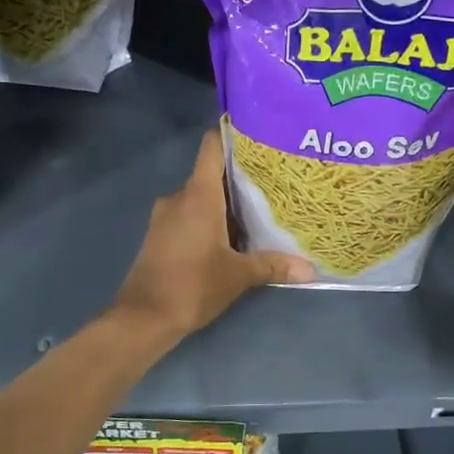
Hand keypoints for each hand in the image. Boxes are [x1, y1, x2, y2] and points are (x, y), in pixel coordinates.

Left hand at [112, 131, 314, 340]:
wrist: (143, 318)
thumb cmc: (191, 286)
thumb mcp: (238, 276)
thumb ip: (273, 266)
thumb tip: (310, 269)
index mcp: (198, 195)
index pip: (212, 146)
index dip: (232, 135)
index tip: (259, 136)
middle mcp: (179, 197)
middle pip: (211, 173)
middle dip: (240, 176)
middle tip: (274, 180)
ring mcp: (165, 216)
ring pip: (200, 196)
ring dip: (225, 201)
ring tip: (259, 209)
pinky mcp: (159, 235)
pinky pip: (189, 214)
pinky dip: (209, 218)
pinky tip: (232, 234)